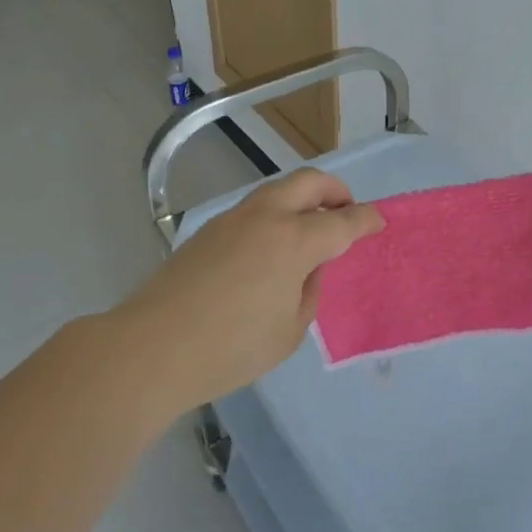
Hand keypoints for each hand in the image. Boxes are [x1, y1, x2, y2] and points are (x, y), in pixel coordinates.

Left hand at [116, 168, 383, 409]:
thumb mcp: (288, 331)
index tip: (379, 221)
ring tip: (311, 228)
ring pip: (277, 191)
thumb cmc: (230, 348)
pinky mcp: (207, 231)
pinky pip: (253, 210)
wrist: (152, 347)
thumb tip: (306, 269)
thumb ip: (307, 292)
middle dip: (335, 191)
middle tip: (346, 211)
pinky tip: (273, 246)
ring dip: (302, 200)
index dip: (365, 220)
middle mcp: (264, 218)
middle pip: (308, 182)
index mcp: (293, 241)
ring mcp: (232, 220)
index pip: (341, 222)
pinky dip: (275, 215)